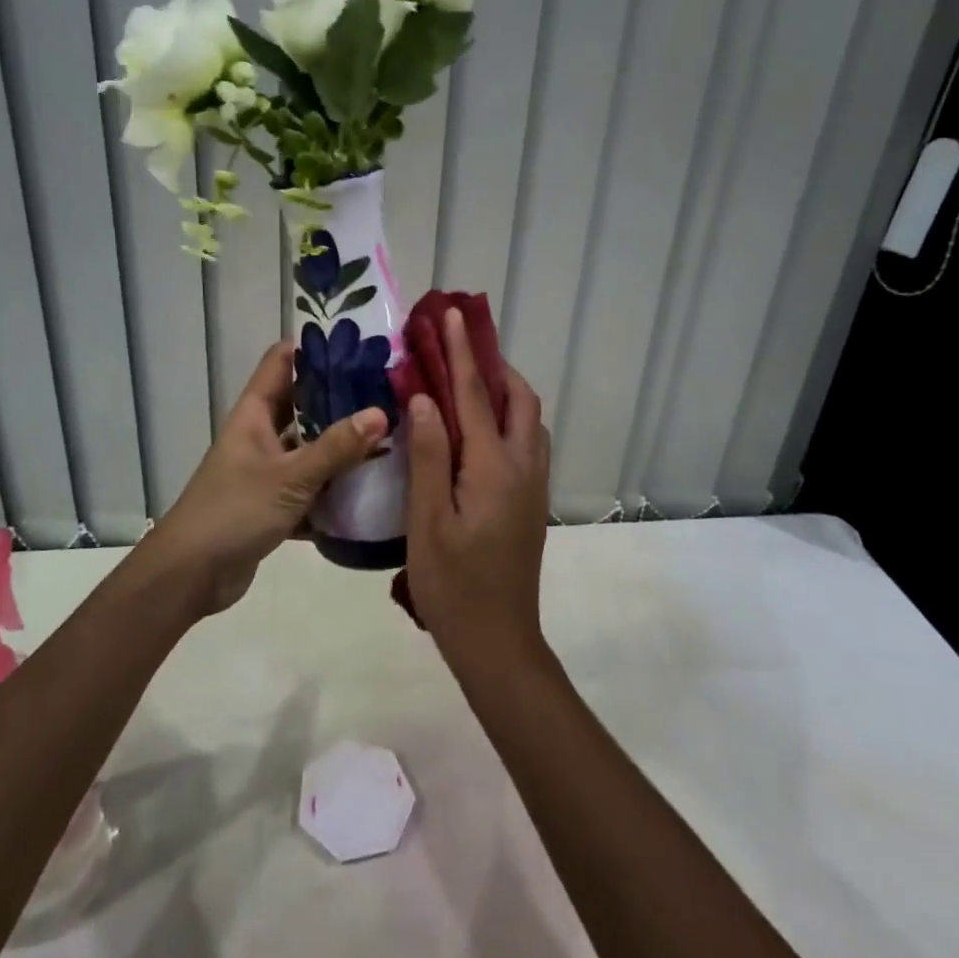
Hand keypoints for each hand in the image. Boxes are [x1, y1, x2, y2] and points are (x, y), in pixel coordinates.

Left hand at [145, 341, 385, 615]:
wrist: (190, 575)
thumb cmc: (234, 512)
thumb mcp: (290, 476)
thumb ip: (336, 447)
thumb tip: (381, 412)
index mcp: (254, 414)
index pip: (281, 361)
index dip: (314, 347)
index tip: (358, 343)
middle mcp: (260, 434)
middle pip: (302, 403)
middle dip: (340, 397)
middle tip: (387, 389)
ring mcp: (266, 470)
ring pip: (309, 447)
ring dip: (341, 444)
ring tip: (389, 434)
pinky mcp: (273, 503)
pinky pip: (310, 486)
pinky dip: (334, 486)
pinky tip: (370, 487)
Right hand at [404, 308, 550, 671]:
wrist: (498, 643)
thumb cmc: (453, 585)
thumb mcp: (427, 521)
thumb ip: (429, 456)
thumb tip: (425, 399)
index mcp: (494, 468)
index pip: (476, 395)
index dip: (460, 352)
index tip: (450, 314)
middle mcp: (524, 467)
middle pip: (520, 399)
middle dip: (494, 365)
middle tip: (459, 348)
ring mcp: (533, 486)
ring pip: (529, 420)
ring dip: (505, 391)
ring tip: (467, 382)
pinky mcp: (531, 502)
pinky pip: (527, 442)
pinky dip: (507, 418)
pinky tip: (477, 431)